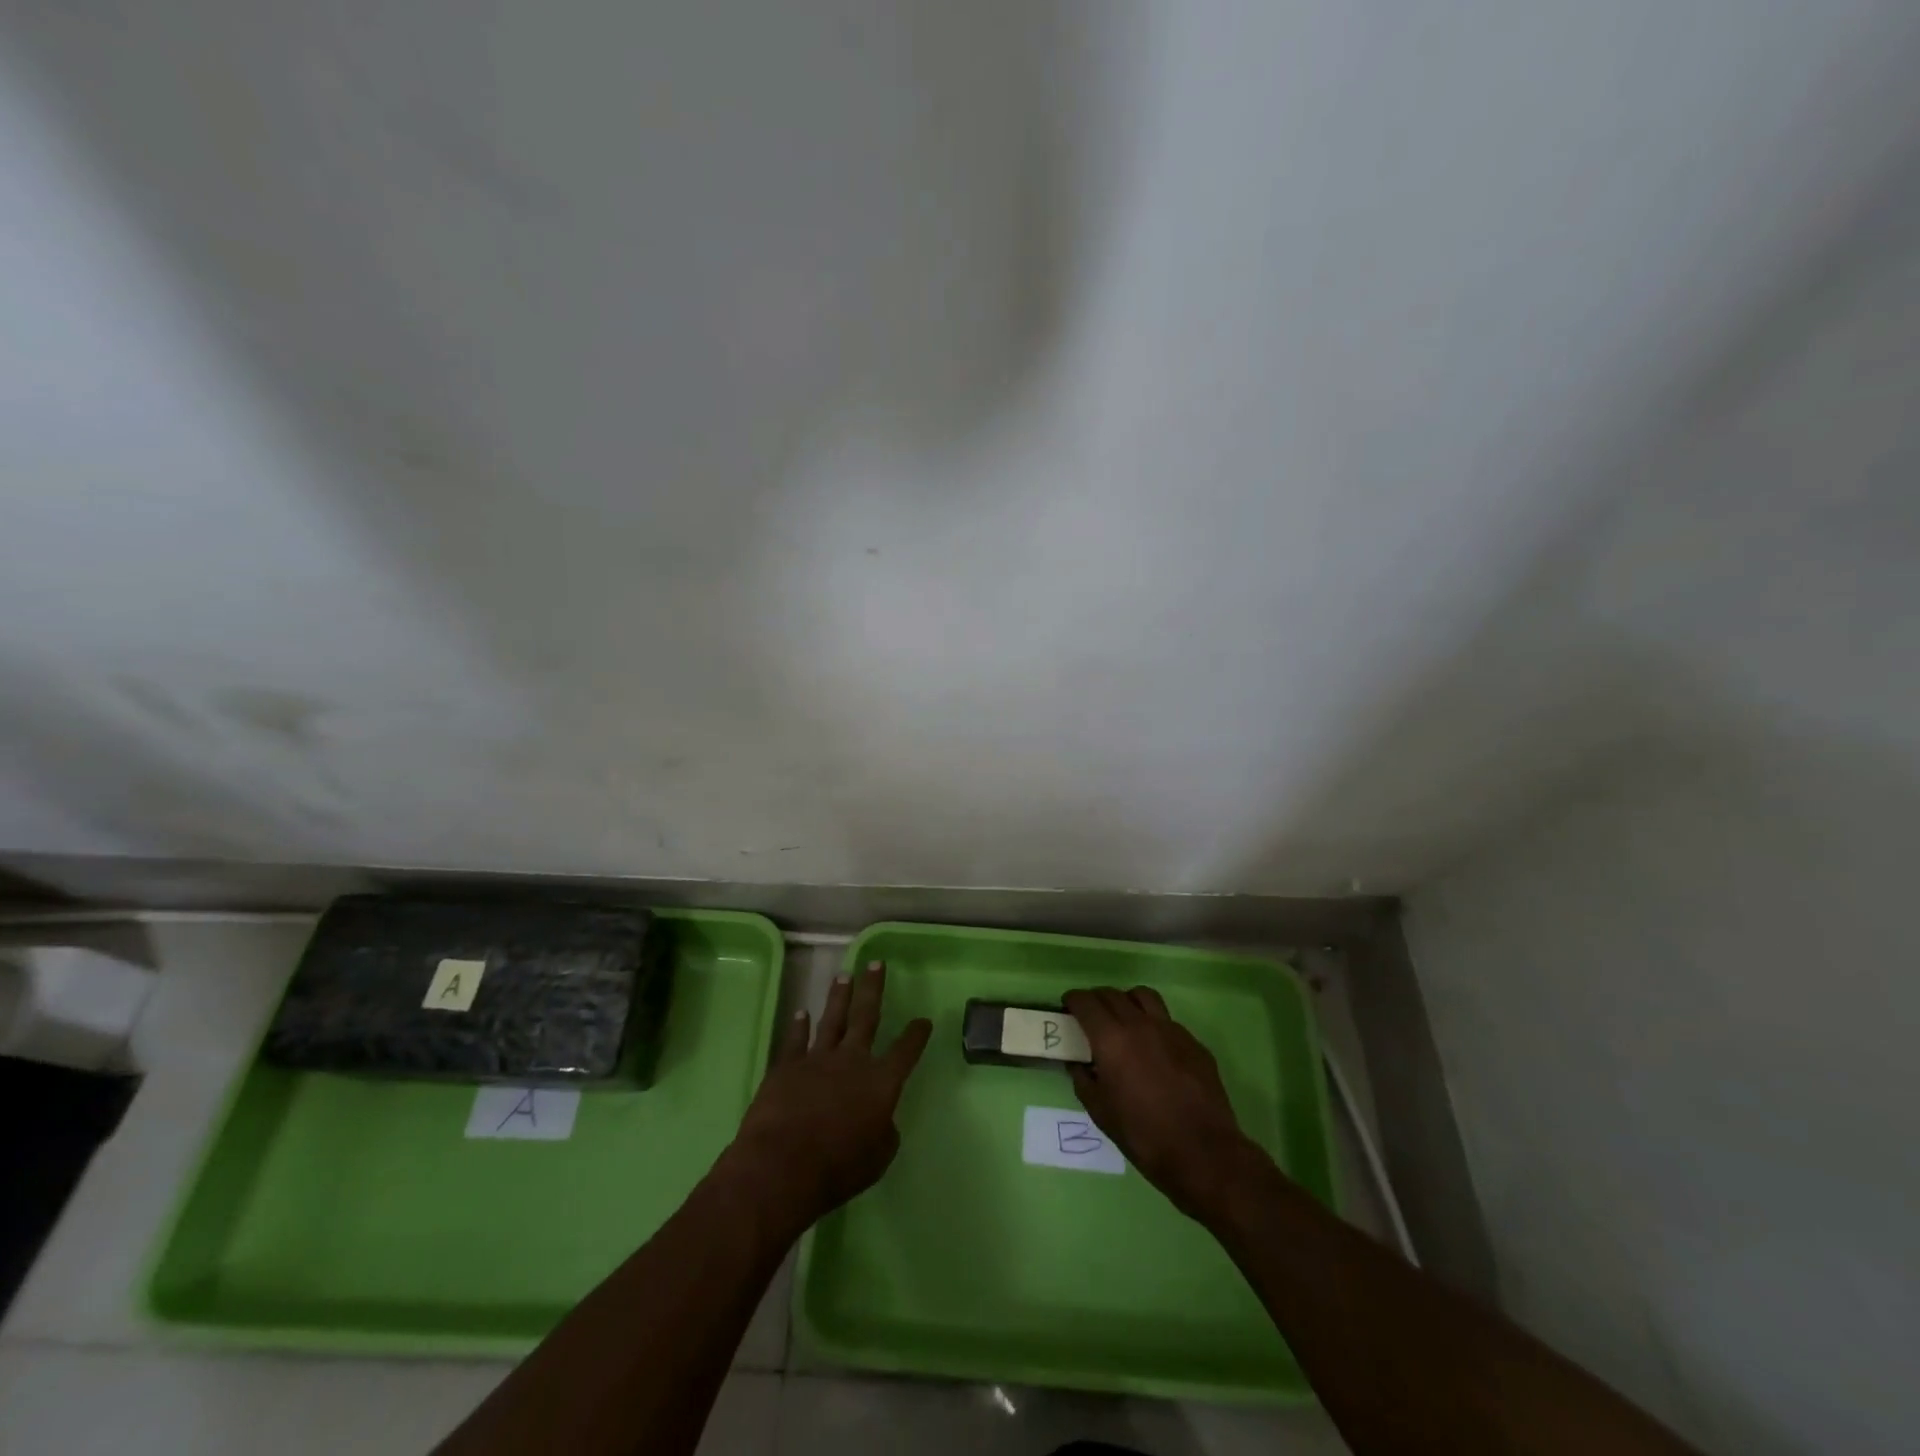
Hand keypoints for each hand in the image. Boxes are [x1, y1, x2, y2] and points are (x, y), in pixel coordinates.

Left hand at [724, 961, 931, 1232]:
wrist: (782, 1165)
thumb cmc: (838, 1168)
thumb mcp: (878, 1158)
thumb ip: (884, 1132)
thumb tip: (881, 1118)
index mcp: (881, 1082)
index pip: (905, 1051)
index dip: (916, 1034)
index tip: (924, 1019)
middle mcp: (852, 1061)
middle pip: (866, 1017)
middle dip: (873, 989)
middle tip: (876, 963)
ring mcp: (817, 1059)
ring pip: (832, 1020)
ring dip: (839, 997)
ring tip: (844, 975)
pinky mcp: (786, 1067)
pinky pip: (795, 1040)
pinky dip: (799, 1026)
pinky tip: (802, 1012)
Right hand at [1064, 986, 1263, 1221]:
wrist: (1203, 1153)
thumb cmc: (1143, 1135)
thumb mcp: (1100, 1112)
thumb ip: (1083, 1080)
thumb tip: (1078, 1064)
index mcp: (1111, 1038)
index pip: (1086, 1002)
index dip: (1073, 1000)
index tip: (1068, 1006)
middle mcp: (1140, 1024)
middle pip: (1112, 994)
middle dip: (1096, 1000)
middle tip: (1091, 1015)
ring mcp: (1171, 1029)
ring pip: (1144, 996)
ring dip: (1127, 1001)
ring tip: (1124, 1019)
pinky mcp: (1194, 1042)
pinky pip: (1167, 1021)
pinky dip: (1153, 1024)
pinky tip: (1154, 1049)